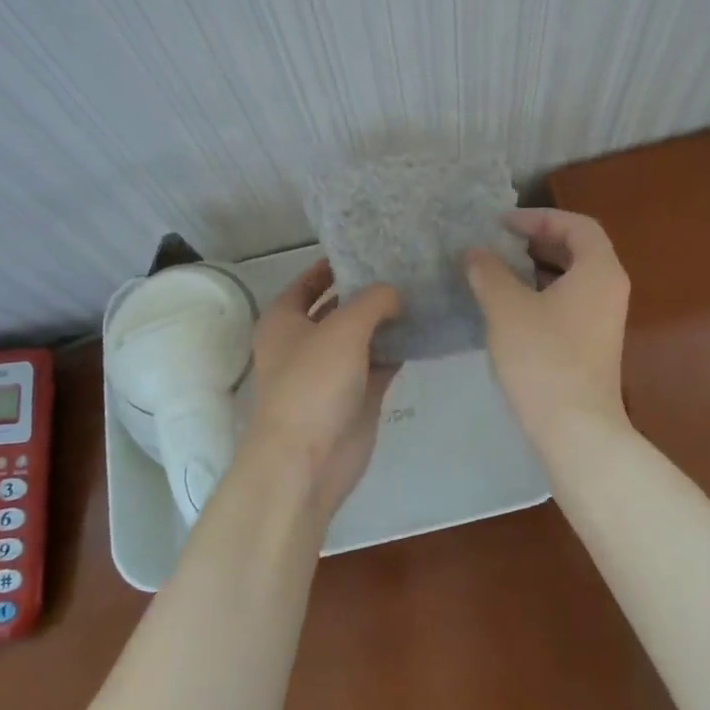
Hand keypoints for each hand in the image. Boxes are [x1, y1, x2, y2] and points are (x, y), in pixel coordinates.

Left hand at [245, 261, 401, 521]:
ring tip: (423, 291)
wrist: (307, 461)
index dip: (335, 264)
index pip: (309, 281)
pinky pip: (380, 363)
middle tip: (407, 267)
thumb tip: (394, 292)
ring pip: (362, 335)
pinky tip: (426, 329)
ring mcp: (331, 370)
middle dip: (368, 290)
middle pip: (339, 306)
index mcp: (284, 319)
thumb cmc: (313, 383)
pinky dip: (398, 349)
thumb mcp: (343, 328)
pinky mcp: (356, 395)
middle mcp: (304, 341)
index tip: (370, 248)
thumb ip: (373, 300)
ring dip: (388, 320)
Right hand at [465, 208, 631, 444]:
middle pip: (578, 248)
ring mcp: (604, 319)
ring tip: (499, 269)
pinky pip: (570, 301)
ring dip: (537, 267)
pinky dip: (542, 292)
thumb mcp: (506, 307)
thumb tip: (475, 252)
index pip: (576, 224)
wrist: (575, 429)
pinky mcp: (593, 344)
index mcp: (599, 270)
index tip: (502, 224)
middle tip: (500, 241)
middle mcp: (609, 289)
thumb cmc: (542, 358)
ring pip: (572, 277)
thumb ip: (489, 272)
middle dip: (538, 239)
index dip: (539, 217)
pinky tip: (510, 305)